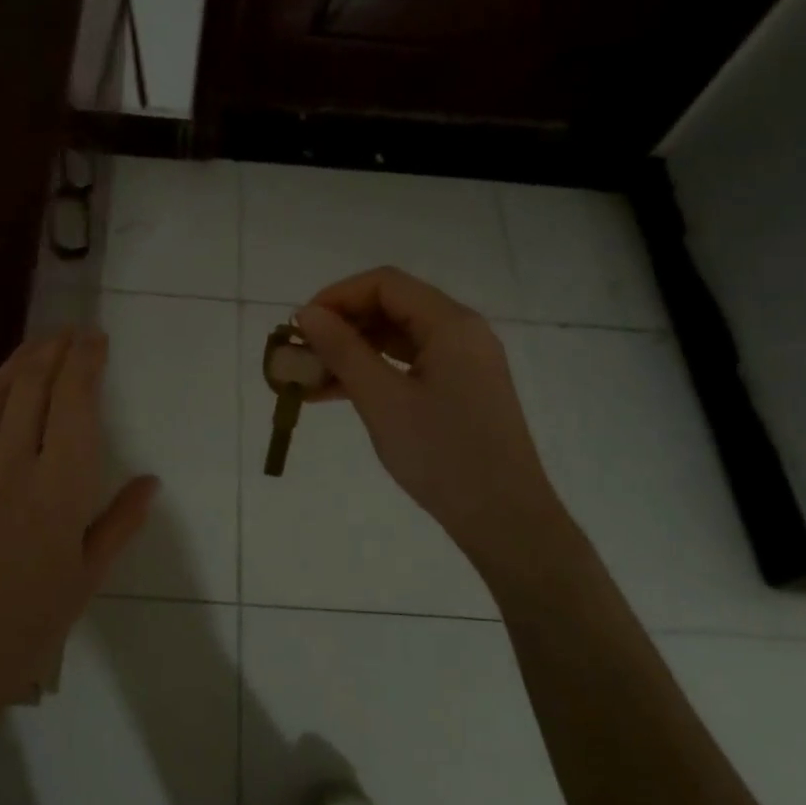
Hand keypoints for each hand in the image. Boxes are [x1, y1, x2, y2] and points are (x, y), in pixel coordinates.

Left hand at [0, 329, 156, 709]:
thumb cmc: (30, 623)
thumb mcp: (88, 576)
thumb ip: (120, 522)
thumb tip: (152, 481)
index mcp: (58, 489)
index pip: (74, 403)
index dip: (86, 362)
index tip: (97, 340)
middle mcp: (11, 466)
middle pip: (32, 386)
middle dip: (55, 349)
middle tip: (72, 332)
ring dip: (17, 360)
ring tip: (38, 342)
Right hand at [294, 267, 570, 581]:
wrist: (504, 519)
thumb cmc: (442, 455)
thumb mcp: (382, 400)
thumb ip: (342, 350)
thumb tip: (306, 313)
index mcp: (451, 324)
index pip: (385, 284)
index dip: (337, 296)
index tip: (301, 327)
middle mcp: (461, 332)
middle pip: (391, 307)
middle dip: (341, 326)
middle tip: (301, 354)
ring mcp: (463, 362)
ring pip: (396, 339)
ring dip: (352, 352)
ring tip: (307, 378)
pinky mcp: (459, 389)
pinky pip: (408, 365)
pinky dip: (372, 373)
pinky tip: (335, 393)